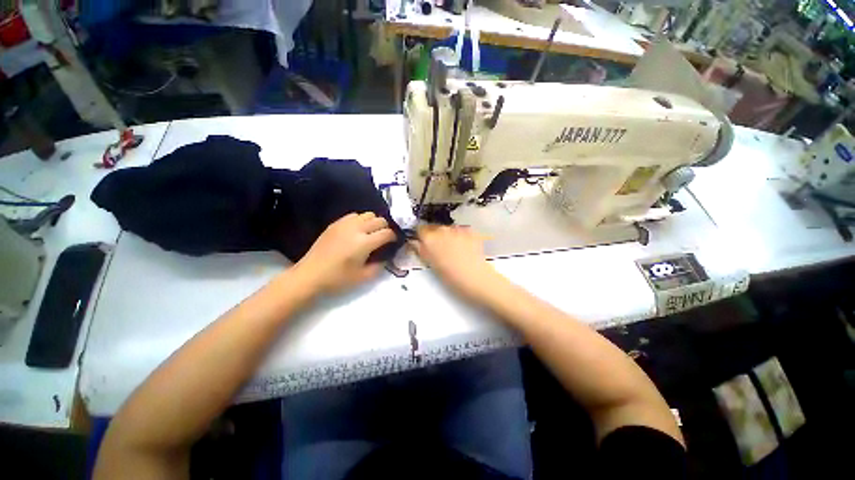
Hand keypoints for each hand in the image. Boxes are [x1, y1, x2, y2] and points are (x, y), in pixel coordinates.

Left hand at [295, 212, 395, 293]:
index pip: (387, 233)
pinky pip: (354, 215)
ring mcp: (344, 224)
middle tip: (384, 238)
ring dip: (374, 222)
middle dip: (386, 228)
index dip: (394, 237)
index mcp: (364, 243)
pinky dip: (361, 220)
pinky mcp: (335, 224)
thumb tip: (386, 256)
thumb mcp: (363, 277)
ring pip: (367, 214)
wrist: (310, 275)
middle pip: (379, 220)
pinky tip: (358, 230)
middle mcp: (356, 229)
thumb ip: (379, 265)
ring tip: (372, 232)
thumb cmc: (337, 279)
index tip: (394, 242)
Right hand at [411, 225, 501, 300]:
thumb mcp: (432, 266)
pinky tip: (464, 248)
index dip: (421, 237)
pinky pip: (460, 231)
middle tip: (439, 250)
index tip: (423, 243)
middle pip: (434, 228)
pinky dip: (460, 236)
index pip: (420, 229)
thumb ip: (422, 251)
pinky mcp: (470, 231)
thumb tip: (416, 244)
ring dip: (448, 236)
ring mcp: (457, 229)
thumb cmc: (452, 277)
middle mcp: (442, 230)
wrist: (476, 278)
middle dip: (435, 237)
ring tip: (453, 251)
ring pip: (448, 229)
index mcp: (430, 239)